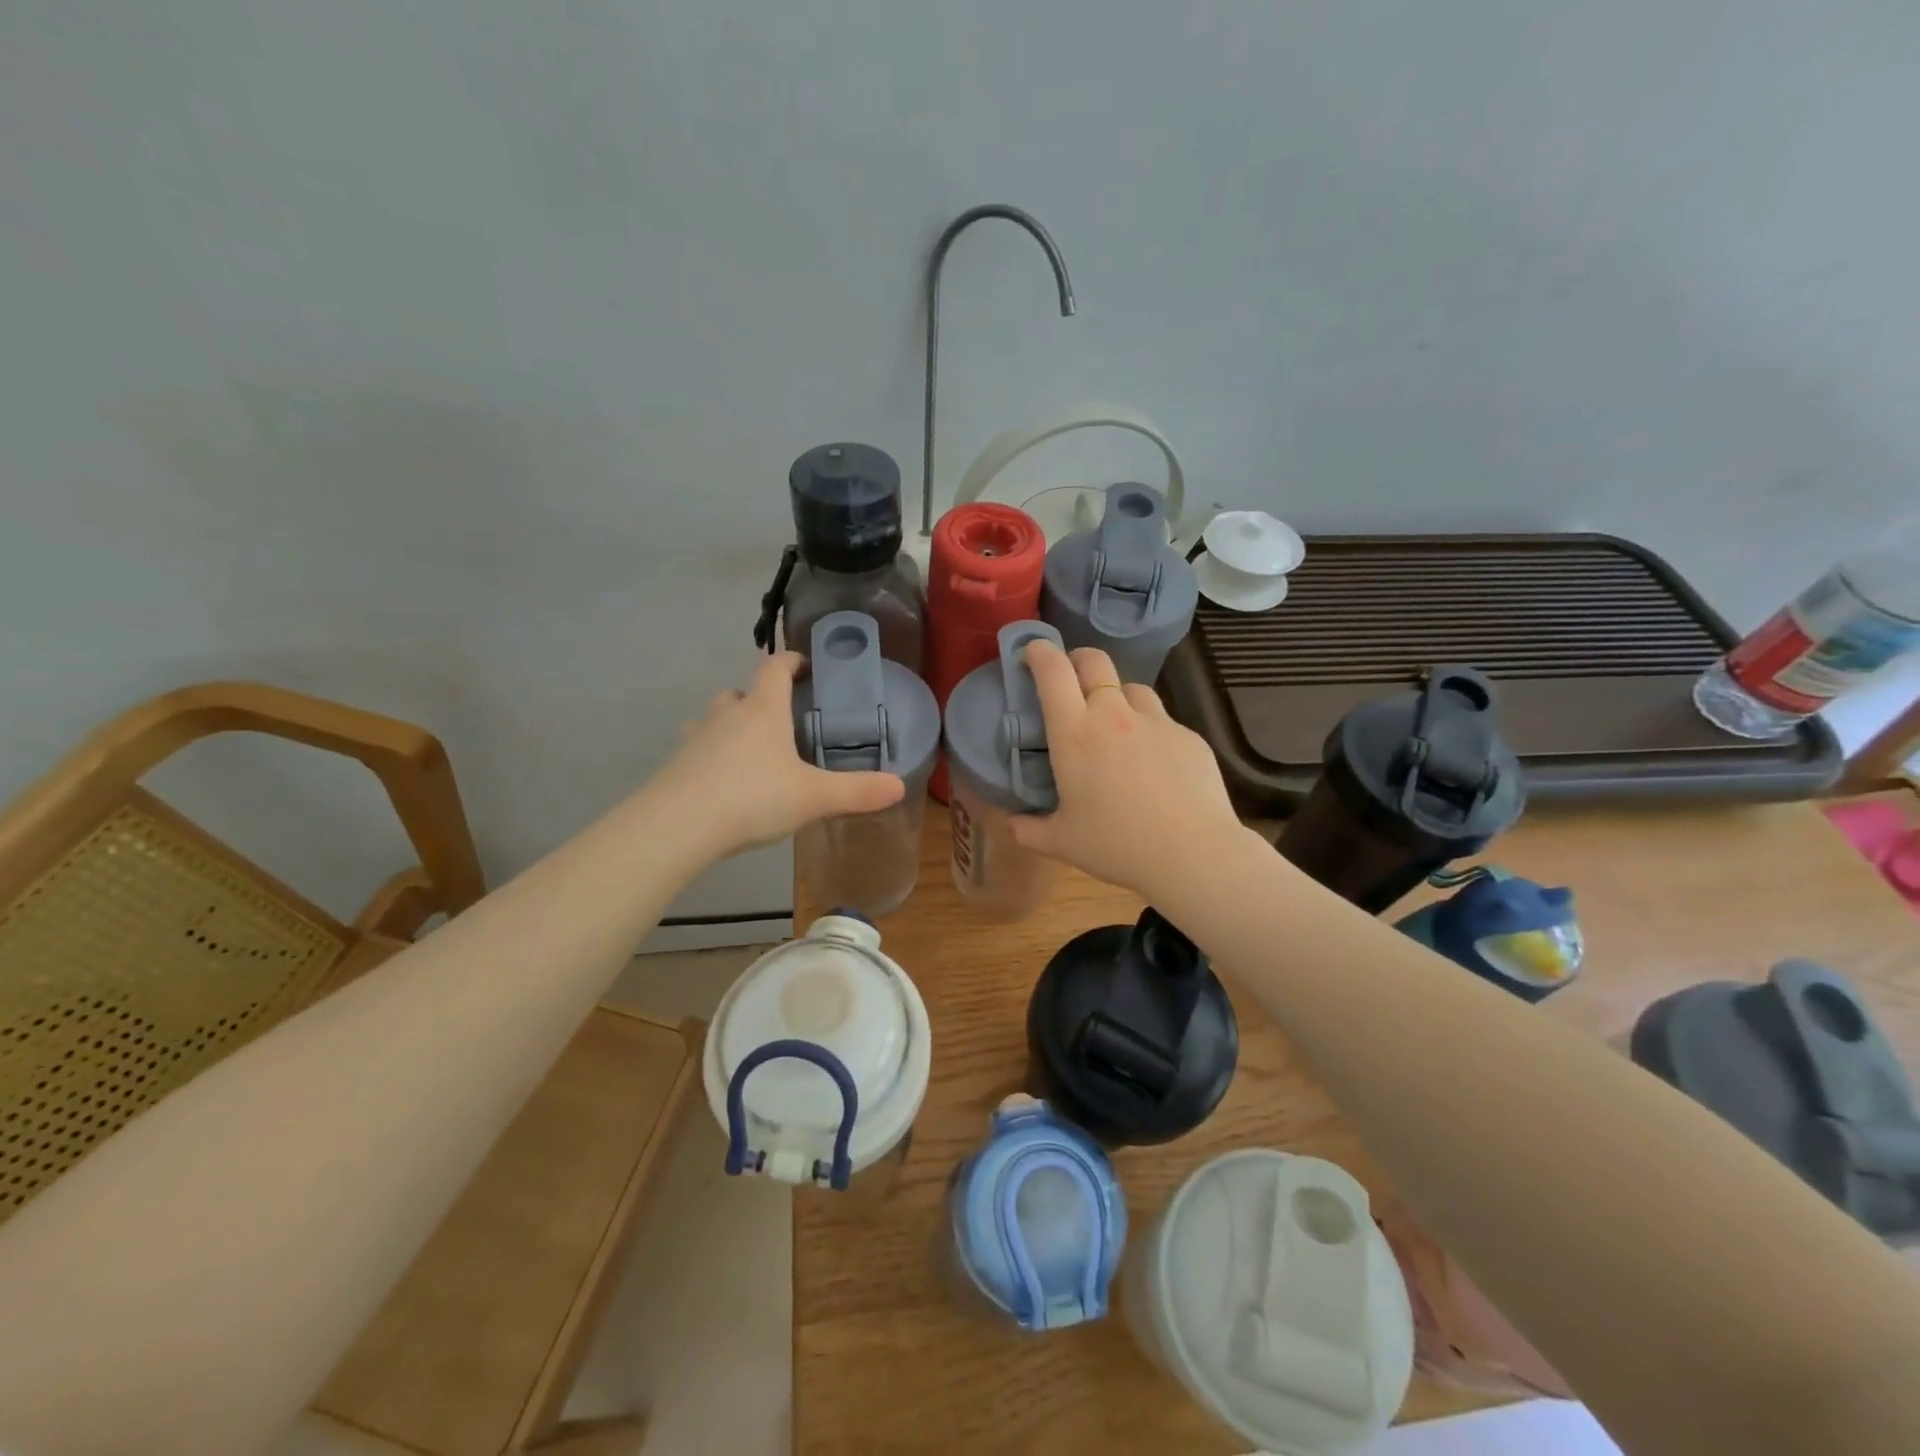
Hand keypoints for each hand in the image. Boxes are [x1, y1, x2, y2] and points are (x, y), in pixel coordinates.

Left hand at [653, 653, 904, 856]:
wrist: (677, 825)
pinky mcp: (676, 765)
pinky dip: (711, 756)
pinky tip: (722, 782)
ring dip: (731, 725)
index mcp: (763, 710)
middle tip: (781, 718)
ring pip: (715, 719)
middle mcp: (727, 715)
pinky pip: (697, 749)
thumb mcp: (813, 796)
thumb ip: (857, 791)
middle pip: (742, 691)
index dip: (791, 660)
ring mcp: (696, 738)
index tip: (804, 664)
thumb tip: (900, 786)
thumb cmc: (752, 797)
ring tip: (750, 750)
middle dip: (760, 698)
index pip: (776, 667)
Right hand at [1009, 641, 1247, 899]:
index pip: (1052, 671)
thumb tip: (1013, 822)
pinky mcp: (1188, 736)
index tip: (1031, 653)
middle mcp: (1113, 715)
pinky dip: (1148, 730)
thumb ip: (1028, 829)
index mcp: (1075, 734)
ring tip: (1115, 725)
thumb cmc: (1117, 846)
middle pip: (1094, 661)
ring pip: (1132, 688)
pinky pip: (1161, 721)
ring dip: (1116, 696)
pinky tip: (1152, 764)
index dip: (1039, 652)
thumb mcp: (1061, 842)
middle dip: (1077, 660)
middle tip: (1070, 679)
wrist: (1192, 854)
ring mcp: (1156, 722)